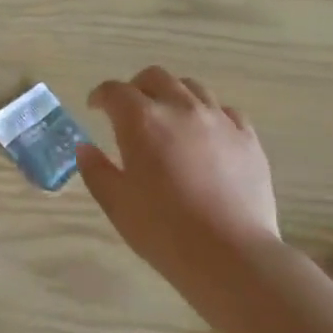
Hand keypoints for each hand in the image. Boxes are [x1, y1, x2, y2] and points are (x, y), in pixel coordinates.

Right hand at [77, 67, 279, 269]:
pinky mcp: (247, 137)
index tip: (95, 108)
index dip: (100, 96)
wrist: (230, 255)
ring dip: (173, 95)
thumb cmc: (164, 231)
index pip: (115, 91)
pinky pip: (226, 111)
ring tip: (169, 119)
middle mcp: (181, 108)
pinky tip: (206, 136)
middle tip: (130, 111)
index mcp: (142, 121)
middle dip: (137, 88)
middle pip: (155, 77)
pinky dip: (209, 115)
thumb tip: (85, 147)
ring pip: (192, 87)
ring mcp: (219, 119)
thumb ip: (96, 170)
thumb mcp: (117, 204)